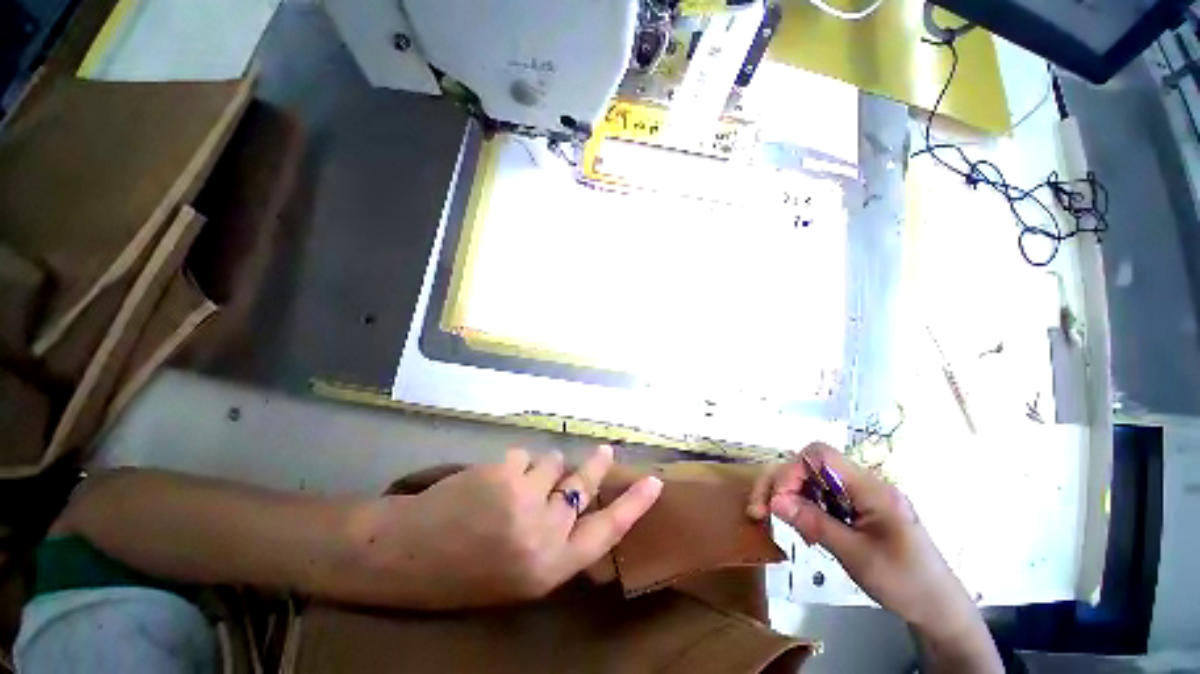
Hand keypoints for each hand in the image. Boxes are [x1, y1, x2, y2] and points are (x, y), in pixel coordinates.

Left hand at [349, 445, 661, 609]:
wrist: (402, 556)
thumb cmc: (461, 571)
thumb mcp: (516, 571)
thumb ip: (551, 539)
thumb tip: (577, 498)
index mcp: (548, 568)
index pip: (605, 533)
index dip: (633, 506)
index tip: (654, 483)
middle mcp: (544, 533)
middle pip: (583, 485)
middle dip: (594, 466)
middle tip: (604, 450)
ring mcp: (525, 499)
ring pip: (552, 464)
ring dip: (539, 469)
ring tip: (513, 485)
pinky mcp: (504, 472)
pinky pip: (524, 455)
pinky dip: (514, 464)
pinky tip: (490, 481)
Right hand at [747, 444, 984, 644]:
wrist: (939, 608)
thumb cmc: (905, 583)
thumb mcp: (857, 556)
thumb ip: (814, 523)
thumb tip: (774, 501)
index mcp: (871, 489)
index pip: (820, 455)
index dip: (791, 470)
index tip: (777, 501)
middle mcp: (864, 484)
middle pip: (810, 465)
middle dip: (781, 483)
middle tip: (761, 510)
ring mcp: (860, 495)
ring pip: (812, 479)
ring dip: (790, 496)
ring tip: (785, 523)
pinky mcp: (857, 507)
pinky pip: (821, 496)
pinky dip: (805, 507)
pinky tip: (805, 529)